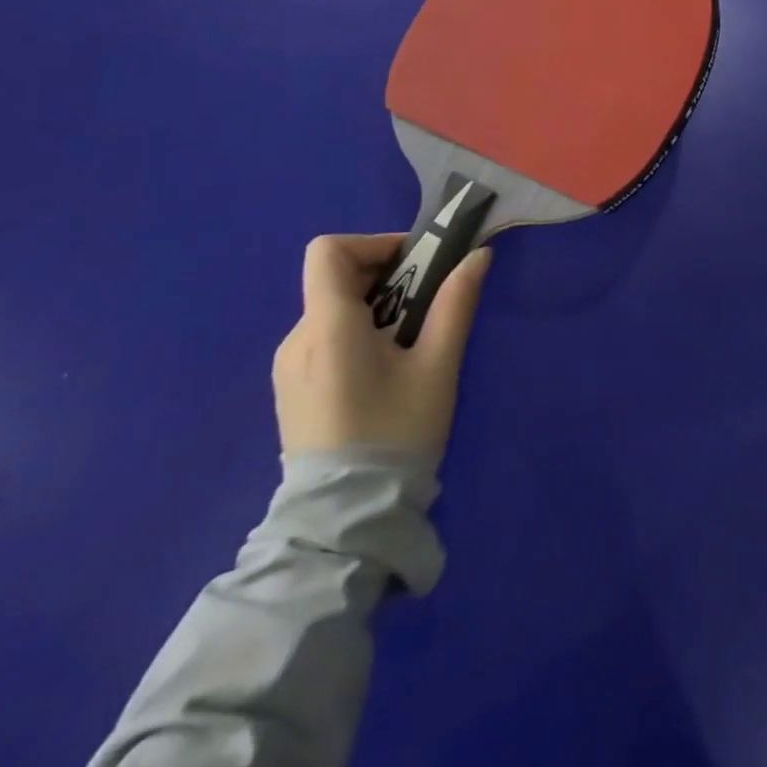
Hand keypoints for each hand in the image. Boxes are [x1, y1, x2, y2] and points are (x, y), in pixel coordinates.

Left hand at [272, 234, 490, 459]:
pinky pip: (323, 337)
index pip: (329, 250)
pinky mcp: (290, 389)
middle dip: (386, 277)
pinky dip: (356, 332)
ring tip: (410, 345)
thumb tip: (478, 255)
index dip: (373, 243)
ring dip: (374, 307)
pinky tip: (383, 371)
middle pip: (336, 278)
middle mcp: (297, 338)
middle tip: (426, 307)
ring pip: (332, 308)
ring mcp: (288, 367)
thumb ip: (456, 303)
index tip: (414, 265)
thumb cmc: (396, 433)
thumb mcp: (437, 366)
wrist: (345, 522)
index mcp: (328, 327)